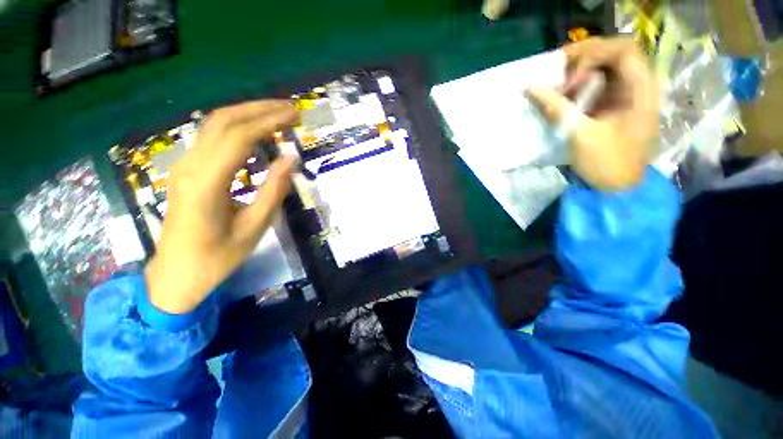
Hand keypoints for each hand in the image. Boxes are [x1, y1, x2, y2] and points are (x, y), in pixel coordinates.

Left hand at [145, 101, 298, 313]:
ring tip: (278, 115)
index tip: (294, 115)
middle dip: (258, 109)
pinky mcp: (187, 171)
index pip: (238, 137)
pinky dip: (237, 127)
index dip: (268, 121)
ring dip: (247, 114)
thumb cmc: (217, 257)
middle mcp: (190, 167)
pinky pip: (211, 139)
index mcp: (206, 184)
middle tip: (290, 109)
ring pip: (213, 125)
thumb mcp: (254, 228)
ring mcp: (184, 167)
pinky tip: (257, 133)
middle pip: (222, 121)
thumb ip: (274, 190)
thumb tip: (291, 159)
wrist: (175, 275)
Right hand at [525, 37, 658, 190]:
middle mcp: (639, 86)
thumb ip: (555, 108)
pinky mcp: (617, 106)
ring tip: (560, 89)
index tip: (566, 69)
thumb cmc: (606, 163)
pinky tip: (567, 98)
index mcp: (641, 91)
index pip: (623, 50)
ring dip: (580, 74)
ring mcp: (628, 96)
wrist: (618, 187)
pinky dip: (580, 88)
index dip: (593, 51)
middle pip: (614, 55)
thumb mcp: (579, 135)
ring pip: (605, 69)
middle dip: (584, 60)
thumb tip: (529, 88)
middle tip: (558, 73)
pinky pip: (599, 86)